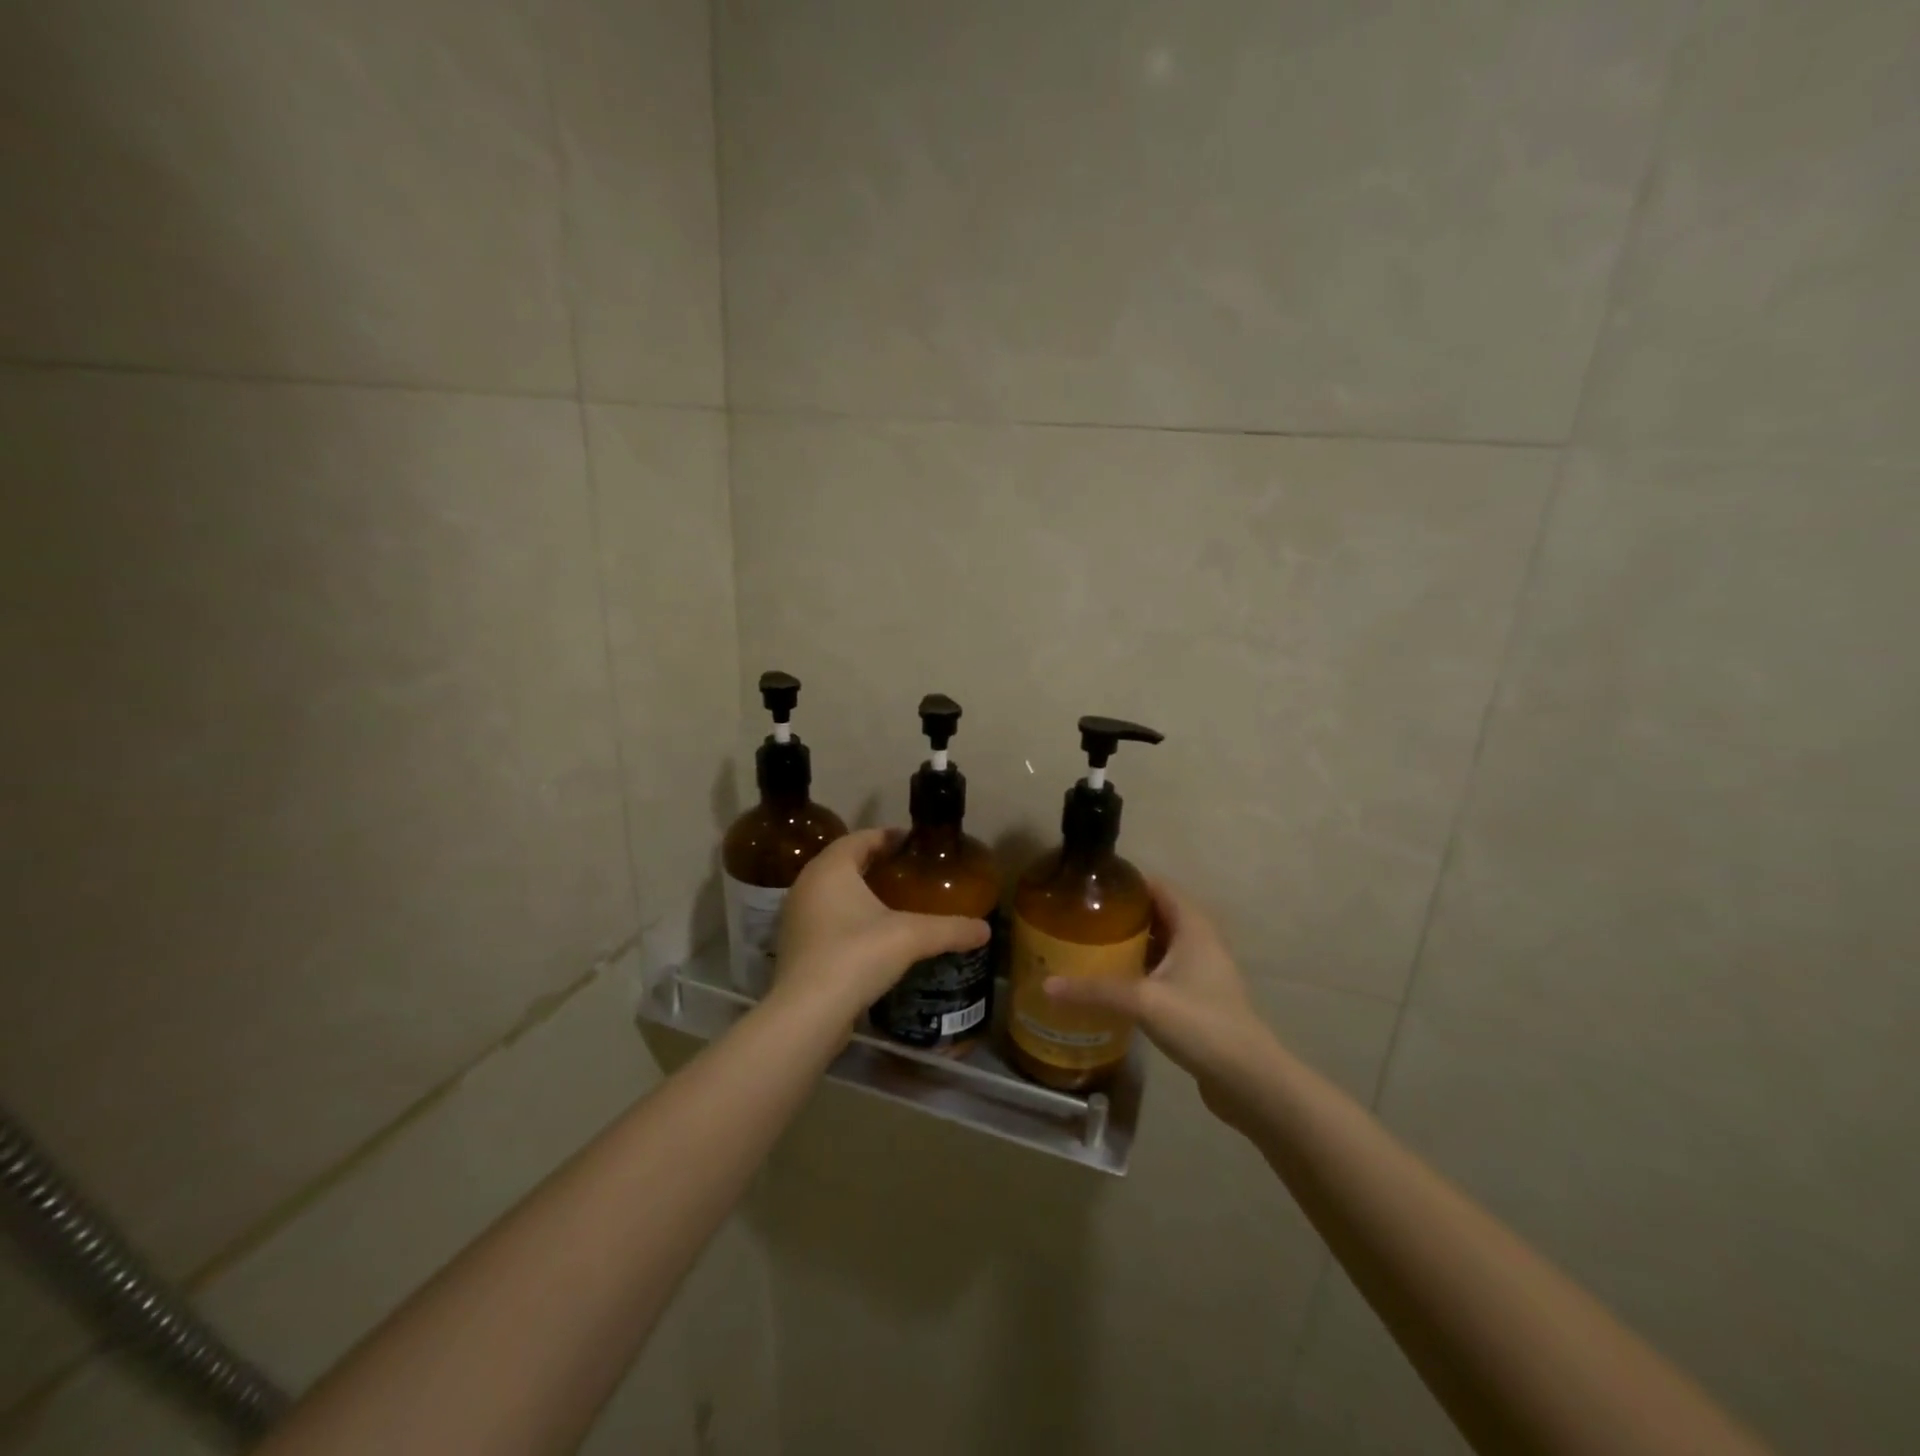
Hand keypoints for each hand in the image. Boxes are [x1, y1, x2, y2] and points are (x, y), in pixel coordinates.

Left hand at [771, 829, 990, 1023]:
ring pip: (832, 892)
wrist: (807, 1014)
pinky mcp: (795, 946)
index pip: (861, 837)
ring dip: (860, 891)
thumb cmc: (856, 956)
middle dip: (876, 863)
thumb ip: (950, 929)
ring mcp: (796, 917)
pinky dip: (848, 917)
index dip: (889, 836)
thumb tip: (985, 929)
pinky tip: (872, 935)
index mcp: (830, 868)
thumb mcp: (911, 937)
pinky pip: (825, 918)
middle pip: (845, 862)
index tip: (915, 843)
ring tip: (894, 902)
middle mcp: (807, 885)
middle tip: (909, 871)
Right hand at [1043, 880, 1275, 1128]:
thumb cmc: (1201, 1023)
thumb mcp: (1143, 1001)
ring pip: (1160, 944)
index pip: (1157, 886)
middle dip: (1121, 914)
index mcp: (1192, 926)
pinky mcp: (1198, 997)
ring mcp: (1201, 970)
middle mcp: (1199, 940)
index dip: (1126, 882)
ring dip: (1130, 943)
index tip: (1089, 886)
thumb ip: (1095, 990)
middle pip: (1156, 913)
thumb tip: (1046, 984)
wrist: (1248, 1079)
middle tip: (1081, 918)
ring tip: (1089, 945)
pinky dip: (1139, 969)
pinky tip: (1112, 982)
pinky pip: (1163, 970)